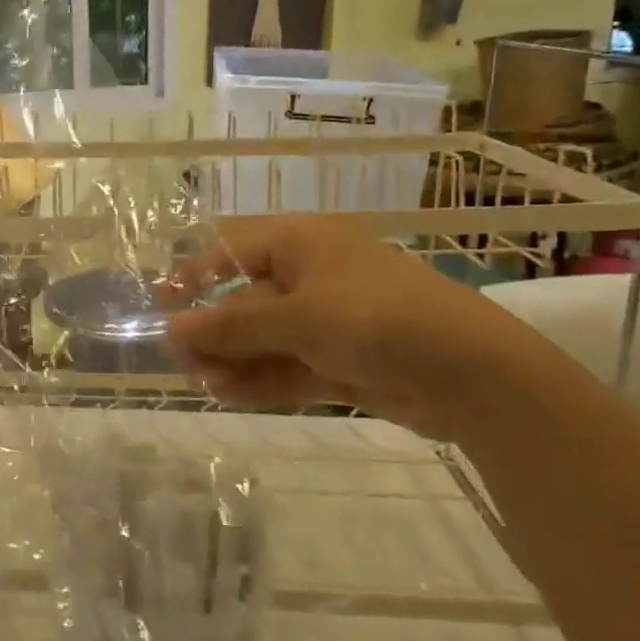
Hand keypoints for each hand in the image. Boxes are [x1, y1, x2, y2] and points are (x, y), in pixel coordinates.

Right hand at [167, 215, 554, 440]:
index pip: (233, 250)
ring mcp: (329, 322)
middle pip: (246, 300)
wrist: (476, 376)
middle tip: (185, 360)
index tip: (163, 304)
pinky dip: (261, 380)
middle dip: (214, 330)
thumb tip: (173, 328)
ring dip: (234, 360)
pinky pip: (289, 366)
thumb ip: (234, 326)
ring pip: (265, 338)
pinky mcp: (343, 361)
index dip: (195, 275)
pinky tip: (230, 395)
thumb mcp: (300, 319)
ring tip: (205, 384)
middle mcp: (312, 278)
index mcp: (304, 245)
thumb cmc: (379, 320)